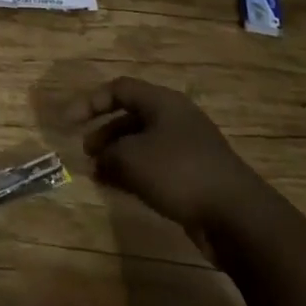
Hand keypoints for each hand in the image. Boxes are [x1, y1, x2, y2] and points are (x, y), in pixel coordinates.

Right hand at [76, 77, 276, 241]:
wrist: (237, 216)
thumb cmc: (179, 173)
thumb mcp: (132, 158)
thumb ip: (109, 154)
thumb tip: (100, 160)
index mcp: (163, 102)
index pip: (119, 89)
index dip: (90, 102)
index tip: (68, 122)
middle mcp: (176, 119)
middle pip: (132, 116)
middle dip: (105, 132)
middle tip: (86, 152)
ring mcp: (188, 148)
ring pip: (143, 143)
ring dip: (118, 156)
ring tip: (98, 174)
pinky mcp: (195, 175)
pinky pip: (156, 165)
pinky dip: (135, 173)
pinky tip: (120, 189)